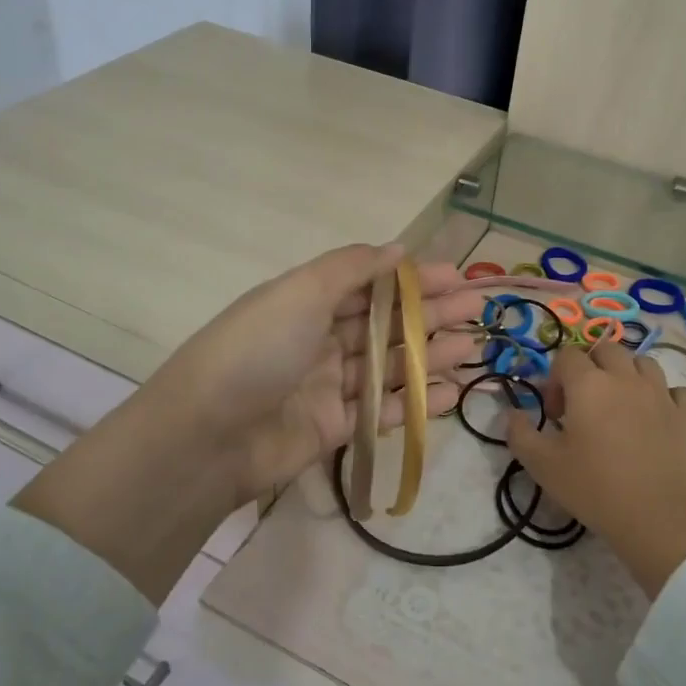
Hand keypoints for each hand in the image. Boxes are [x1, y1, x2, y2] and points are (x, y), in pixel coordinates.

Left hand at [15, 243, 483, 600]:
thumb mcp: (300, 292)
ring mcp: (327, 386)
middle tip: (479, 311)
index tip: (458, 276)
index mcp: (308, 301)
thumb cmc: (256, 350)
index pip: (371, 283)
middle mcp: (319, 340)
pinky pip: (382, 411)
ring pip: (390, 367)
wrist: (206, 437)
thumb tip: (398, 248)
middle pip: (386, 323)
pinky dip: (416, 403)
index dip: (415, 278)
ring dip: (431, 356)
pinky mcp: (334, 429)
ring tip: (474, 349)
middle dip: (432, 315)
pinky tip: (451, 394)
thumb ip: (352, 269)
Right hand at [506, 340, 685, 597]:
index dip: (555, 378)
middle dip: (592, 367)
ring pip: (643, 363)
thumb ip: (520, 433)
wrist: (658, 518)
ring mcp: (662, 393)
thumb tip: (514, 414)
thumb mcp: (542, 465)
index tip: (555, 413)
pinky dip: (664, 398)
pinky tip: (656, 419)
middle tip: (585, 404)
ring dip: (628, 376)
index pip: (567, 355)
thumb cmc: (594, 487)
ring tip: (621, 406)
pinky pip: (676, 391)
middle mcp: (626, 378)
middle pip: (606, 349)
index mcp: (588, 384)